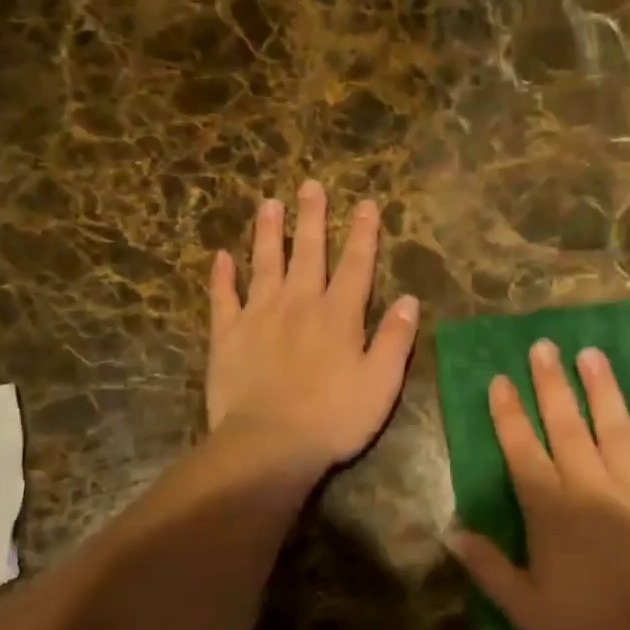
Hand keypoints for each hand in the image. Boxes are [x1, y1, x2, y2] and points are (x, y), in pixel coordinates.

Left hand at [206, 181, 418, 477]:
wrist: (269, 444)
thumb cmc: (334, 418)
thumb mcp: (381, 383)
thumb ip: (395, 339)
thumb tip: (409, 299)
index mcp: (339, 315)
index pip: (356, 265)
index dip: (363, 233)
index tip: (365, 203)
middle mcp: (299, 304)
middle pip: (307, 252)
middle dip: (312, 218)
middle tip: (310, 185)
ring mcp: (258, 316)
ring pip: (264, 264)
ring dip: (268, 233)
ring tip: (269, 203)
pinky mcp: (227, 336)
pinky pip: (223, 298)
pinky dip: (222, 277)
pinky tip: (221, 257)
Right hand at [447, 339, 629, 629]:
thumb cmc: (591, 628)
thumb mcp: (527, 609)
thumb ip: (489, 568)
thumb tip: (451, 533)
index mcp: (552, 508)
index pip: (522, 449)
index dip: (508, 413)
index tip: (500, 379)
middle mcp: (591, 484)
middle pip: (567, 424)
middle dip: (551, 383)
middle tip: (543, 345)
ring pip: (616, 425)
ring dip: (602, 388)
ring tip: (591, 354)